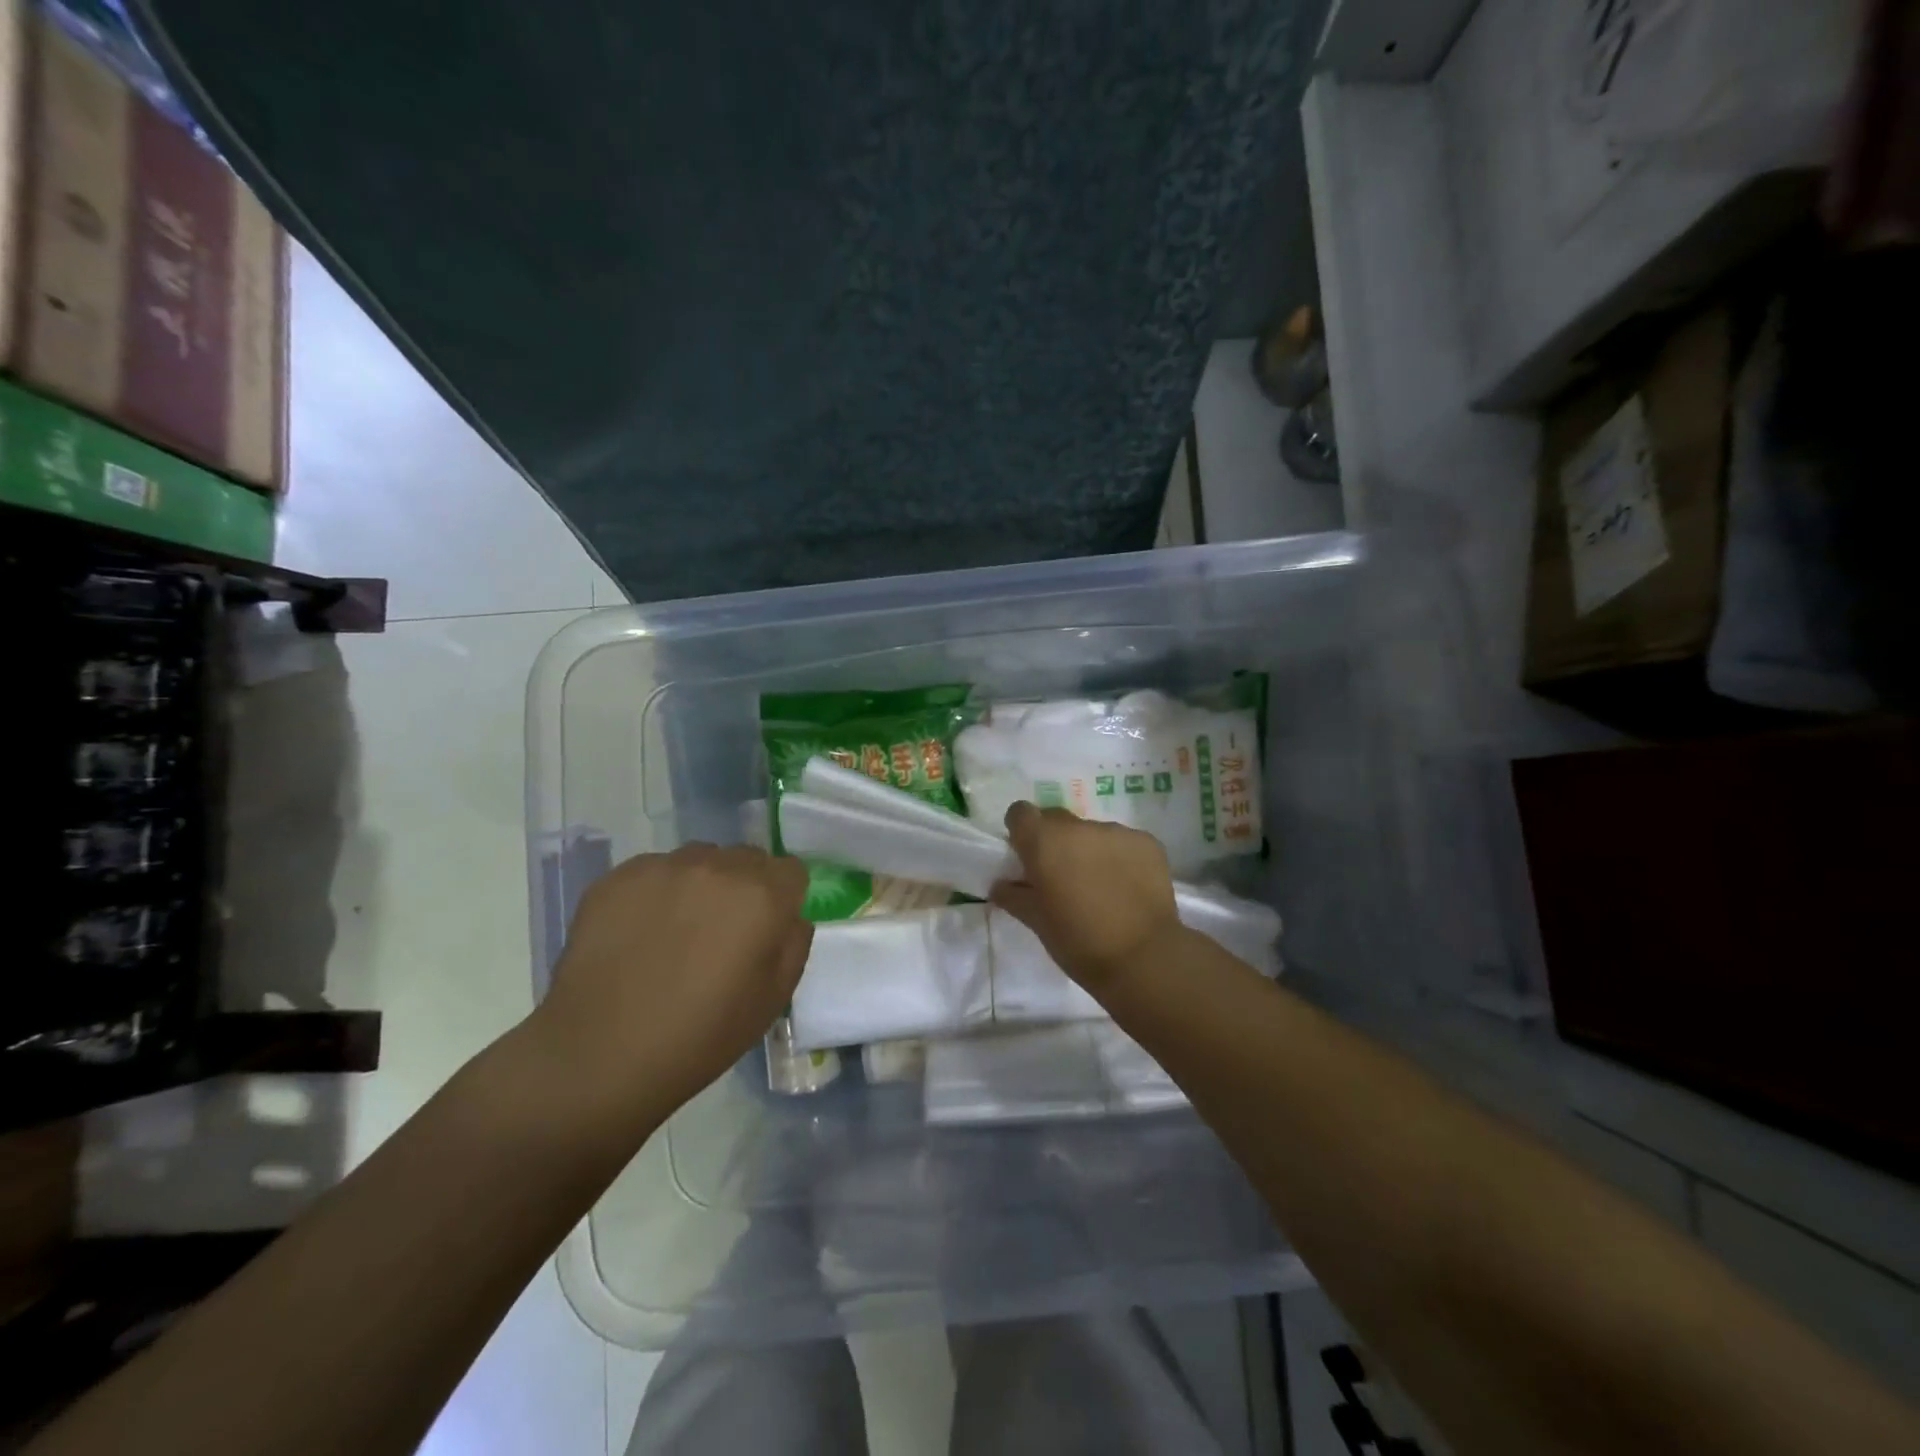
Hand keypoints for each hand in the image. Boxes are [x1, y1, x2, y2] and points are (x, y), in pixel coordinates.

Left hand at [533, 844, 811, 1123]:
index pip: (791, 870)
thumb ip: (794, 944)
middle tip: (723, 932)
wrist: (599, 1055)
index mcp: (762, 896)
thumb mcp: (773, 1000)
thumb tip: (789, 917)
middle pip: (747, 858)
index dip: (783, 898)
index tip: (766, 928)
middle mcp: (717, 867)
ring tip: (678, 930)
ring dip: (701, 884)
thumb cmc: (700, 1036)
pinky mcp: (619, 876)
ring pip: (700, 858)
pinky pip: (655, 871)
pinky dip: (656, 893)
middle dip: (744, 886)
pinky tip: (640, 934)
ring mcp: (664, 867)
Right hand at [990, 802, 1181, 990]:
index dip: (1020, 831)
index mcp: (1044, 841)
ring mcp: (1116, 831)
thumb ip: (1014, 896)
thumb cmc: (1078, 942)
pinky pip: (1123, 843)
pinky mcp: (1147, 842)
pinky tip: (1127, 888)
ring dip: (1088, 850)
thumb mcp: (1037, 923)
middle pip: (1056, 819)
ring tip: (1099, 886)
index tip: (1026, 856)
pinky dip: (1119, 858)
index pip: (1020, 813)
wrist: (1143, 959)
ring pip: (1092, 833)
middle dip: (1054, 841)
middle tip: (1061, 875)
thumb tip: (1001, 885)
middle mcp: (1078, 827)